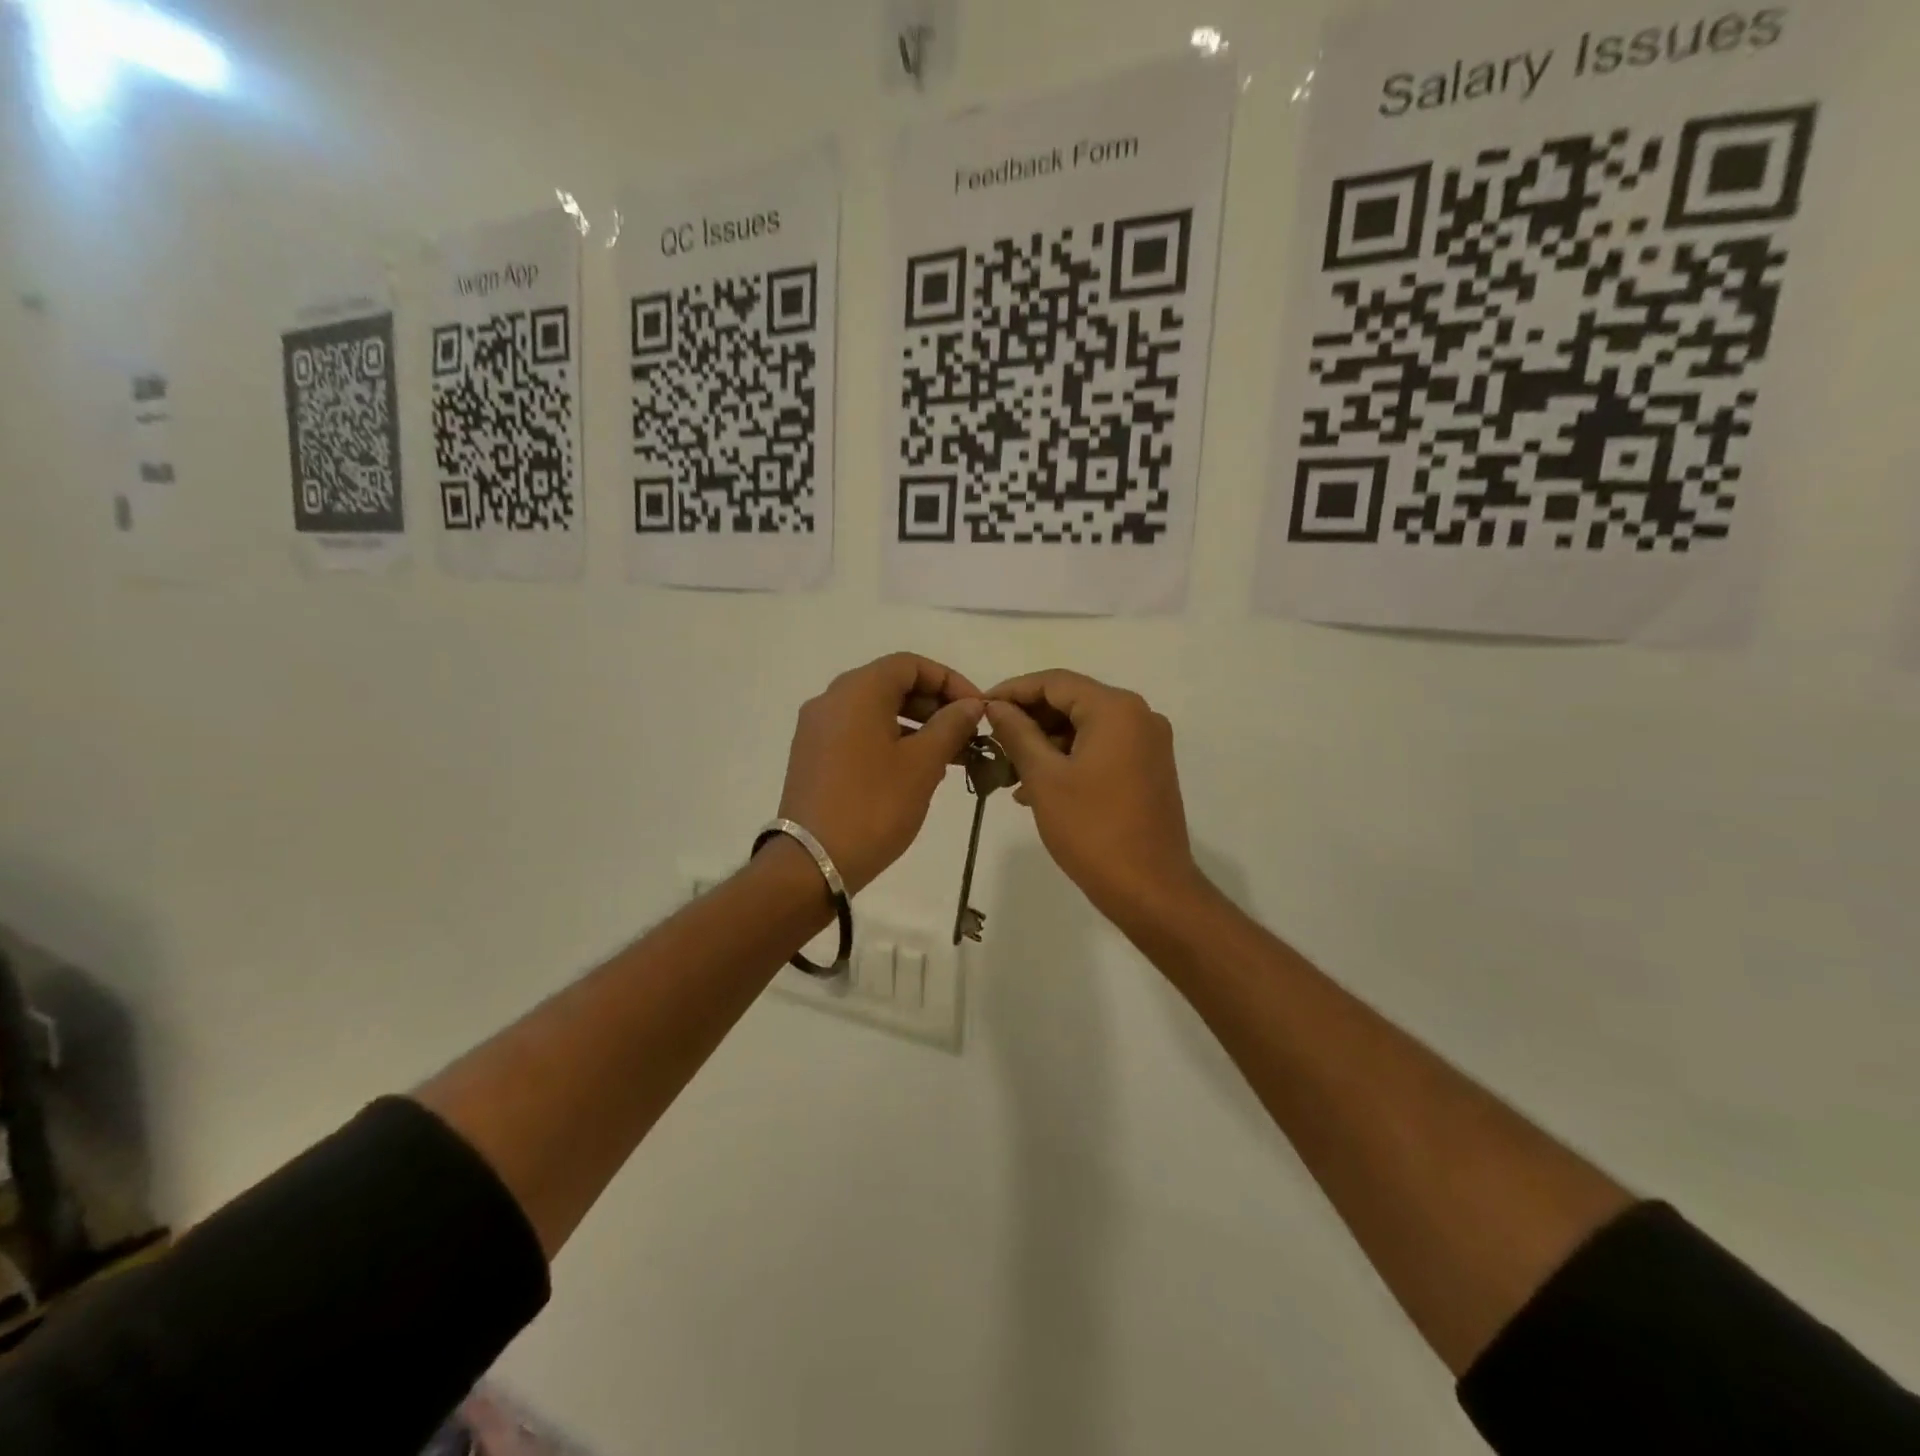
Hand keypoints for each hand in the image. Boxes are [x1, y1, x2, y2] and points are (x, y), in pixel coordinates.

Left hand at [777, 653, 983, 893]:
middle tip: (968, 734)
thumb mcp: (922, 764)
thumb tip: (970, 705)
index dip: (950, 681)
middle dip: (934, 705)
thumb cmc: (874, 806)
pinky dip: (890, 740)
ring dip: (916, 725)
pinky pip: (858, 733)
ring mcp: (817, 729)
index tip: (977, 709)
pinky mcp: (812, 757)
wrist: (813, 863)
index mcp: (857, 691)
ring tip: (950, 756)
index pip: (910, 665)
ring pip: (875, 711)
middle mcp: (831, 700)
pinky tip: (916, 770)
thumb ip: (950, 726)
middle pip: (891, 685)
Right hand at [984, 671, 1206, 928]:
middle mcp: (1139, 716)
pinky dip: (1069, 760)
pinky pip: (1101, 750)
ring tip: (1008, 772)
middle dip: (1029, 721)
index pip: (1055, 682)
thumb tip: (996, 706)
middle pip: (1072, 702)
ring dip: (1045, 744)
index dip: (1013, 691)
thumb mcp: (1044, 777)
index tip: (980, 709)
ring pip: (1085, 728)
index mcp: (1116, 709)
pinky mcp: (1149, 769)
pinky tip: (1037, 788)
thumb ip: (1017, 733)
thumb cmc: (1092, 829)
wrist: (1150, 889)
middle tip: (991, 742)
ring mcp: (1148, 744)